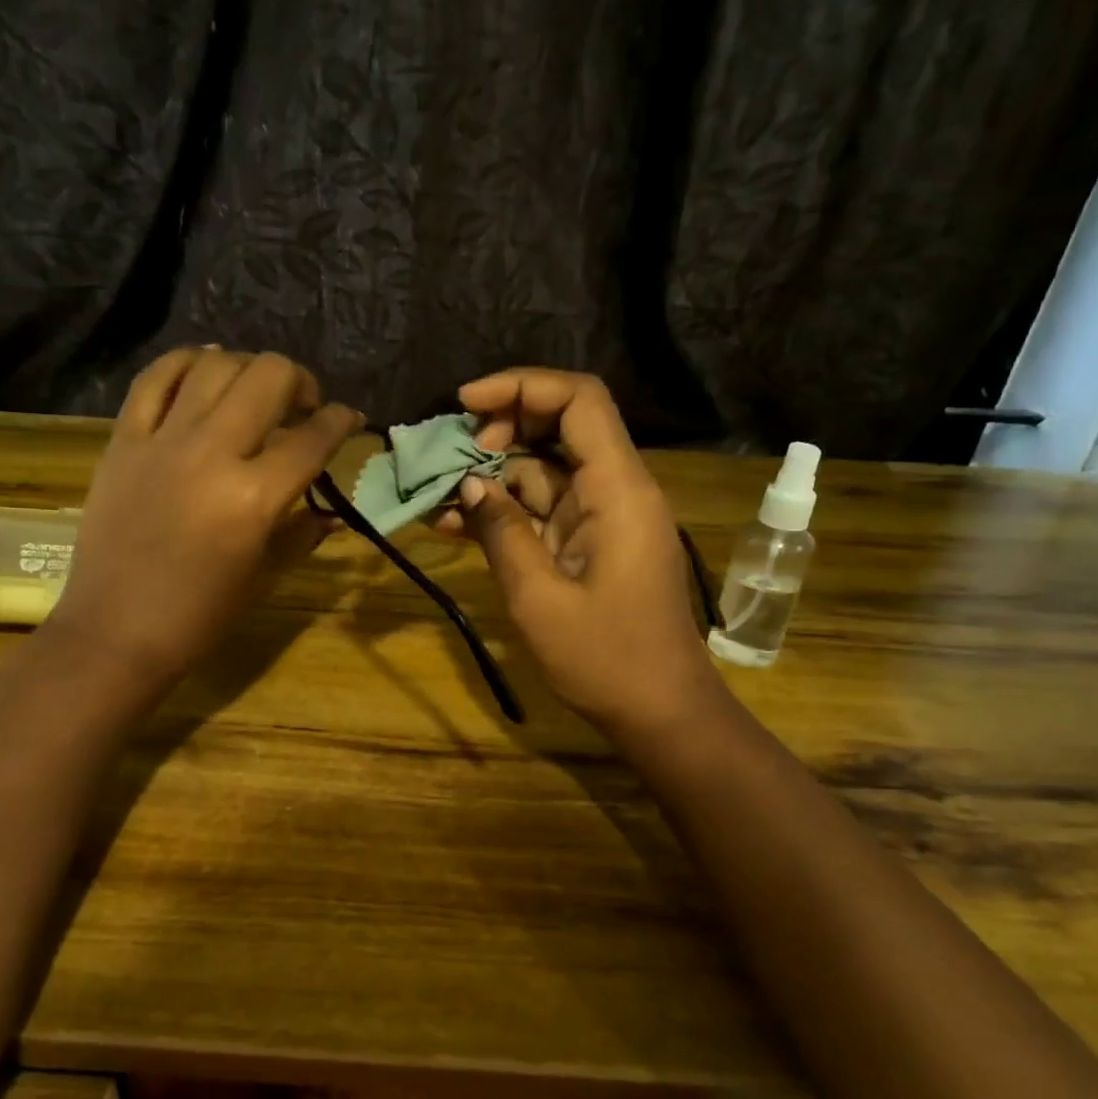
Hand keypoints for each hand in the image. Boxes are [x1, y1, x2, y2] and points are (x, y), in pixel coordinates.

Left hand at [48, 349, 360, 695]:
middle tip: (302, 407)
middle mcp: (212, 454)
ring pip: (214, 365)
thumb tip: (332, 511)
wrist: (116, 631)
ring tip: (253, 391)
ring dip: (247, 369)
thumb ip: (302, 532)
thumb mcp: (264, 576)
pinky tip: (203, 370)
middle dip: (301, 382)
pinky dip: (185, 363)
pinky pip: (154, 378)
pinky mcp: (123, 440)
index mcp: (255, 498)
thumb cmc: (200, 616)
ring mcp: (163, 441)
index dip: (343, 420)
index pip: (314, 438)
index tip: (349, 419)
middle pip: (269, 377)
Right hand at [448, 370, 716, 739]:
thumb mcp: (538, 598)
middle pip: (559, 427)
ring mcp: (602, 517)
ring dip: (491, 477)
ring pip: (543, 470)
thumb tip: (468, 485)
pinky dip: (504, 513)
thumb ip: (501, 533)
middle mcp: (615, 490)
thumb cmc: (606, 659)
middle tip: (450, 459)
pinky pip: (543, 510)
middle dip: (499, 430)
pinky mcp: (589, 543)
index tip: (465, 405)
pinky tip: (456, 525)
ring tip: (437, 497)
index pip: (579, 400)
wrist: (660, 712)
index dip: (522, 386)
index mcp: (618, 490)